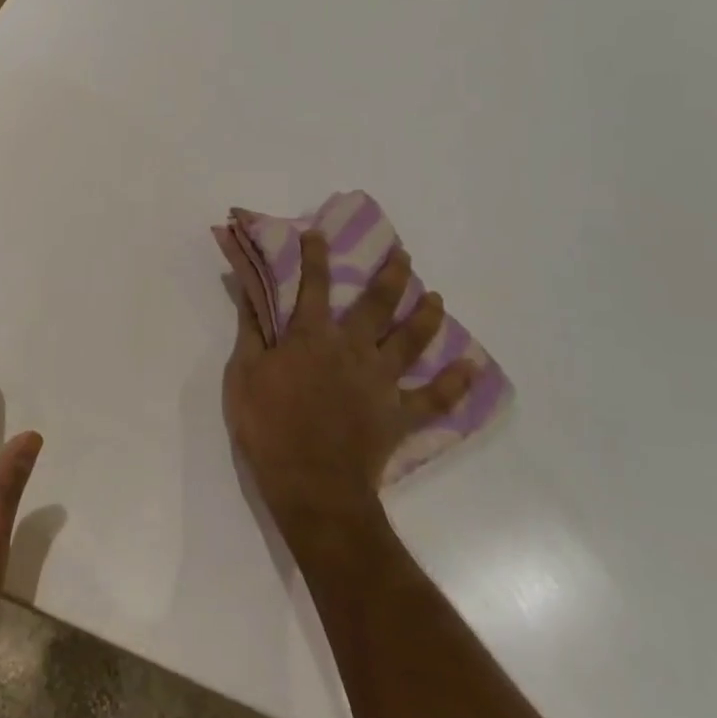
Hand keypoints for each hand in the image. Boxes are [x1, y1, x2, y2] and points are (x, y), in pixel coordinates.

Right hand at [224, 232, 470, 551]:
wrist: (311, 485)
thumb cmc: (269, 427)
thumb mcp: (243, 374)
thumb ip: (251, 331)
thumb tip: (250, 291)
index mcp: (312, 337)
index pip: (313, 286)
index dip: (315, 256)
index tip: (319, 232)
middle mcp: (353, 349)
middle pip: (377, 305)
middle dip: (390, 276)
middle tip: (403, 256)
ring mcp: (381, 381)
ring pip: (411, 341)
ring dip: (425, 316)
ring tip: (435, 297)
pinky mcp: (400, 415)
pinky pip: (435, 398)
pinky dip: (456, 384)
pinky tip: (472, 368)